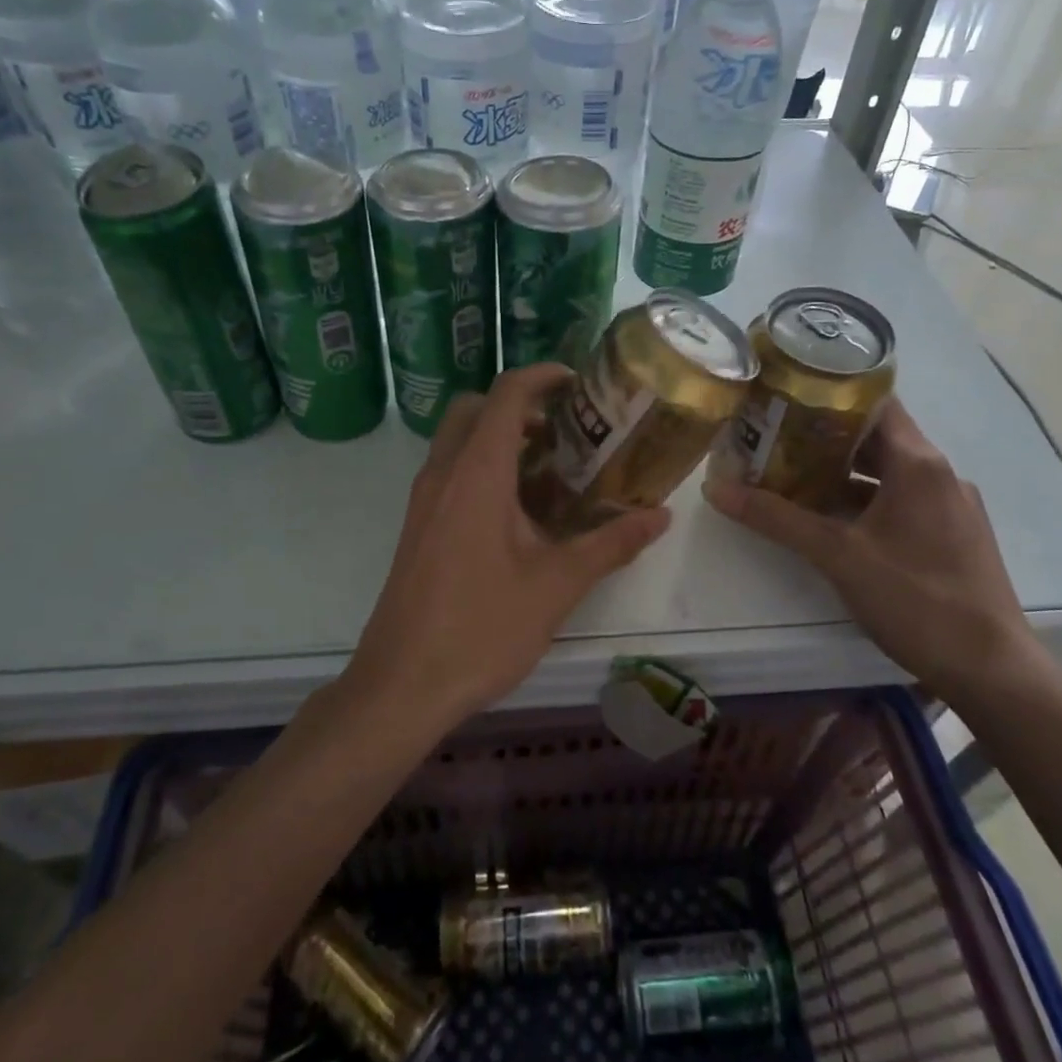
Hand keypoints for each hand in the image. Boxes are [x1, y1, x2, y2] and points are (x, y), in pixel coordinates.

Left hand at [344, 365, 670, 730]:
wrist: (401, 684)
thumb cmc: (481, 627)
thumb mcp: (556, 585)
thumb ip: (610, 543)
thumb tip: (661, 516)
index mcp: (477, 472)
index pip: (506, 394)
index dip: (542, 377)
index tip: (578, 383)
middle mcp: (443, 473)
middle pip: (474, 409)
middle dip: (518, 405)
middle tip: (564, 429)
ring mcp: (423, 500)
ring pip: (457, 441)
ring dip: (498, 437)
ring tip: (550, 470)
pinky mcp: (417, 527)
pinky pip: (449, 472)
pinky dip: (481, 467)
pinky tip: (517, 513)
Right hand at [704, 399, 1042, 703]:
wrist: (992, 670)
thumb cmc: (916, 599)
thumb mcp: (837, 555)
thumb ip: (776, 519)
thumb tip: (716, 489)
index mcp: (918, 462)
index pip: (874, 402)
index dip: (830, 394)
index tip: (786, 397)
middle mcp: (939, 473)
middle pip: (877, 437)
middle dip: (825, 437)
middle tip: (774, 438)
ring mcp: (951, 505)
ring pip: (889, 472)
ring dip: (843, 472)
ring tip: (793, 476)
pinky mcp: (953, 535)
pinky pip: (903, 500)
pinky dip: (866, 499)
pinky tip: (833, 520)